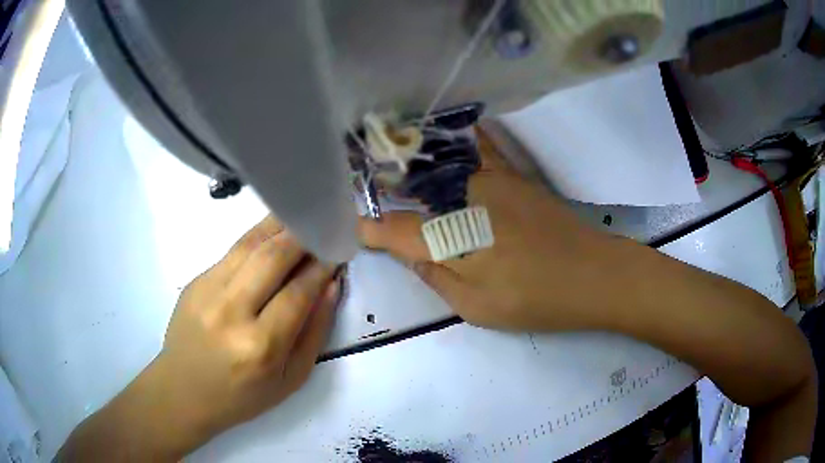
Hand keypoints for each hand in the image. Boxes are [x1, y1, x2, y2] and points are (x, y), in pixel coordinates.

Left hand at [159, 215, 340, 434]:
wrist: (184, 392)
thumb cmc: (242, 397)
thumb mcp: (291, 379)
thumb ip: (315, 332)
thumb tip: (329, 285)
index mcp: (260, 346)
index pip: (298, 292)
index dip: (322, 267)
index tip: (338, 250)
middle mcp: (231, 312)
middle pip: (273, 257)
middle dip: (303, 236)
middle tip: (322, 226)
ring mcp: (207, 291)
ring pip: (249, 244)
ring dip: (280, 226)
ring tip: (301, 217)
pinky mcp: (194, 281)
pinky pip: (232, 251)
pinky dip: (257, 239)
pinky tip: (272, 236)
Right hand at [359, 130, 618, 331]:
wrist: (595, 275)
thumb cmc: (535, 299)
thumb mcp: (476, 305)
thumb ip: (433, 274)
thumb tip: (403, 250)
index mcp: (451, 235)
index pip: (393, 228)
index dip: (370, 228)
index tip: (355, 228)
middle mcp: (464, 196)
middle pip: (409, 188)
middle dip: (380, 186)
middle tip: (359, 183)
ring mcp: (491, 178)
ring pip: (437, 162)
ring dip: (408, 159)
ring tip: (383, 152)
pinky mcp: (512, 174)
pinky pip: (477, 146)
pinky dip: (455, 136)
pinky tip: (441, 126)